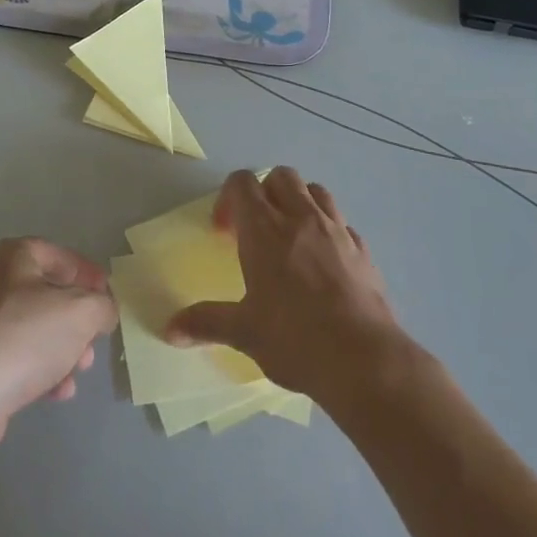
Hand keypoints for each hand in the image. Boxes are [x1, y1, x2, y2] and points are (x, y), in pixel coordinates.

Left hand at [0, 238, 116, 470]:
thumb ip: (101, 306)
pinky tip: (57, 394)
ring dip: (62, 350)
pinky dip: (40, 373)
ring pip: (33, 331)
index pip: (59, 256)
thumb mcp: (80, 312)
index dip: (88, 275)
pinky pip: (16, 360)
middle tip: (94, 342)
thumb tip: (103, 309)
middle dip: (77, 320)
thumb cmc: (21, 338)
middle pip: (47, 295)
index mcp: (13, 257)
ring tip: (79, 372)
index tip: (109, 297)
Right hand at [165, 168, 401, 400]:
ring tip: (292, 237)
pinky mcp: (363, 250)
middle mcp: (301, 218)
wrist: (365, 360)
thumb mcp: (244, 333)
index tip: (225, 232)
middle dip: (264, 192)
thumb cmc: (295, 340)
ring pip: (316, 191)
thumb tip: (171, 329)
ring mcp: (336, 230)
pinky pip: (342, 224)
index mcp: (265, 229)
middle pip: (281, 176)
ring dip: (299, 202)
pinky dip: (329, 230)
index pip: (242, 183)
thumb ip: (206, 323)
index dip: (229, 199)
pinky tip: (325, 263)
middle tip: (257, 229)